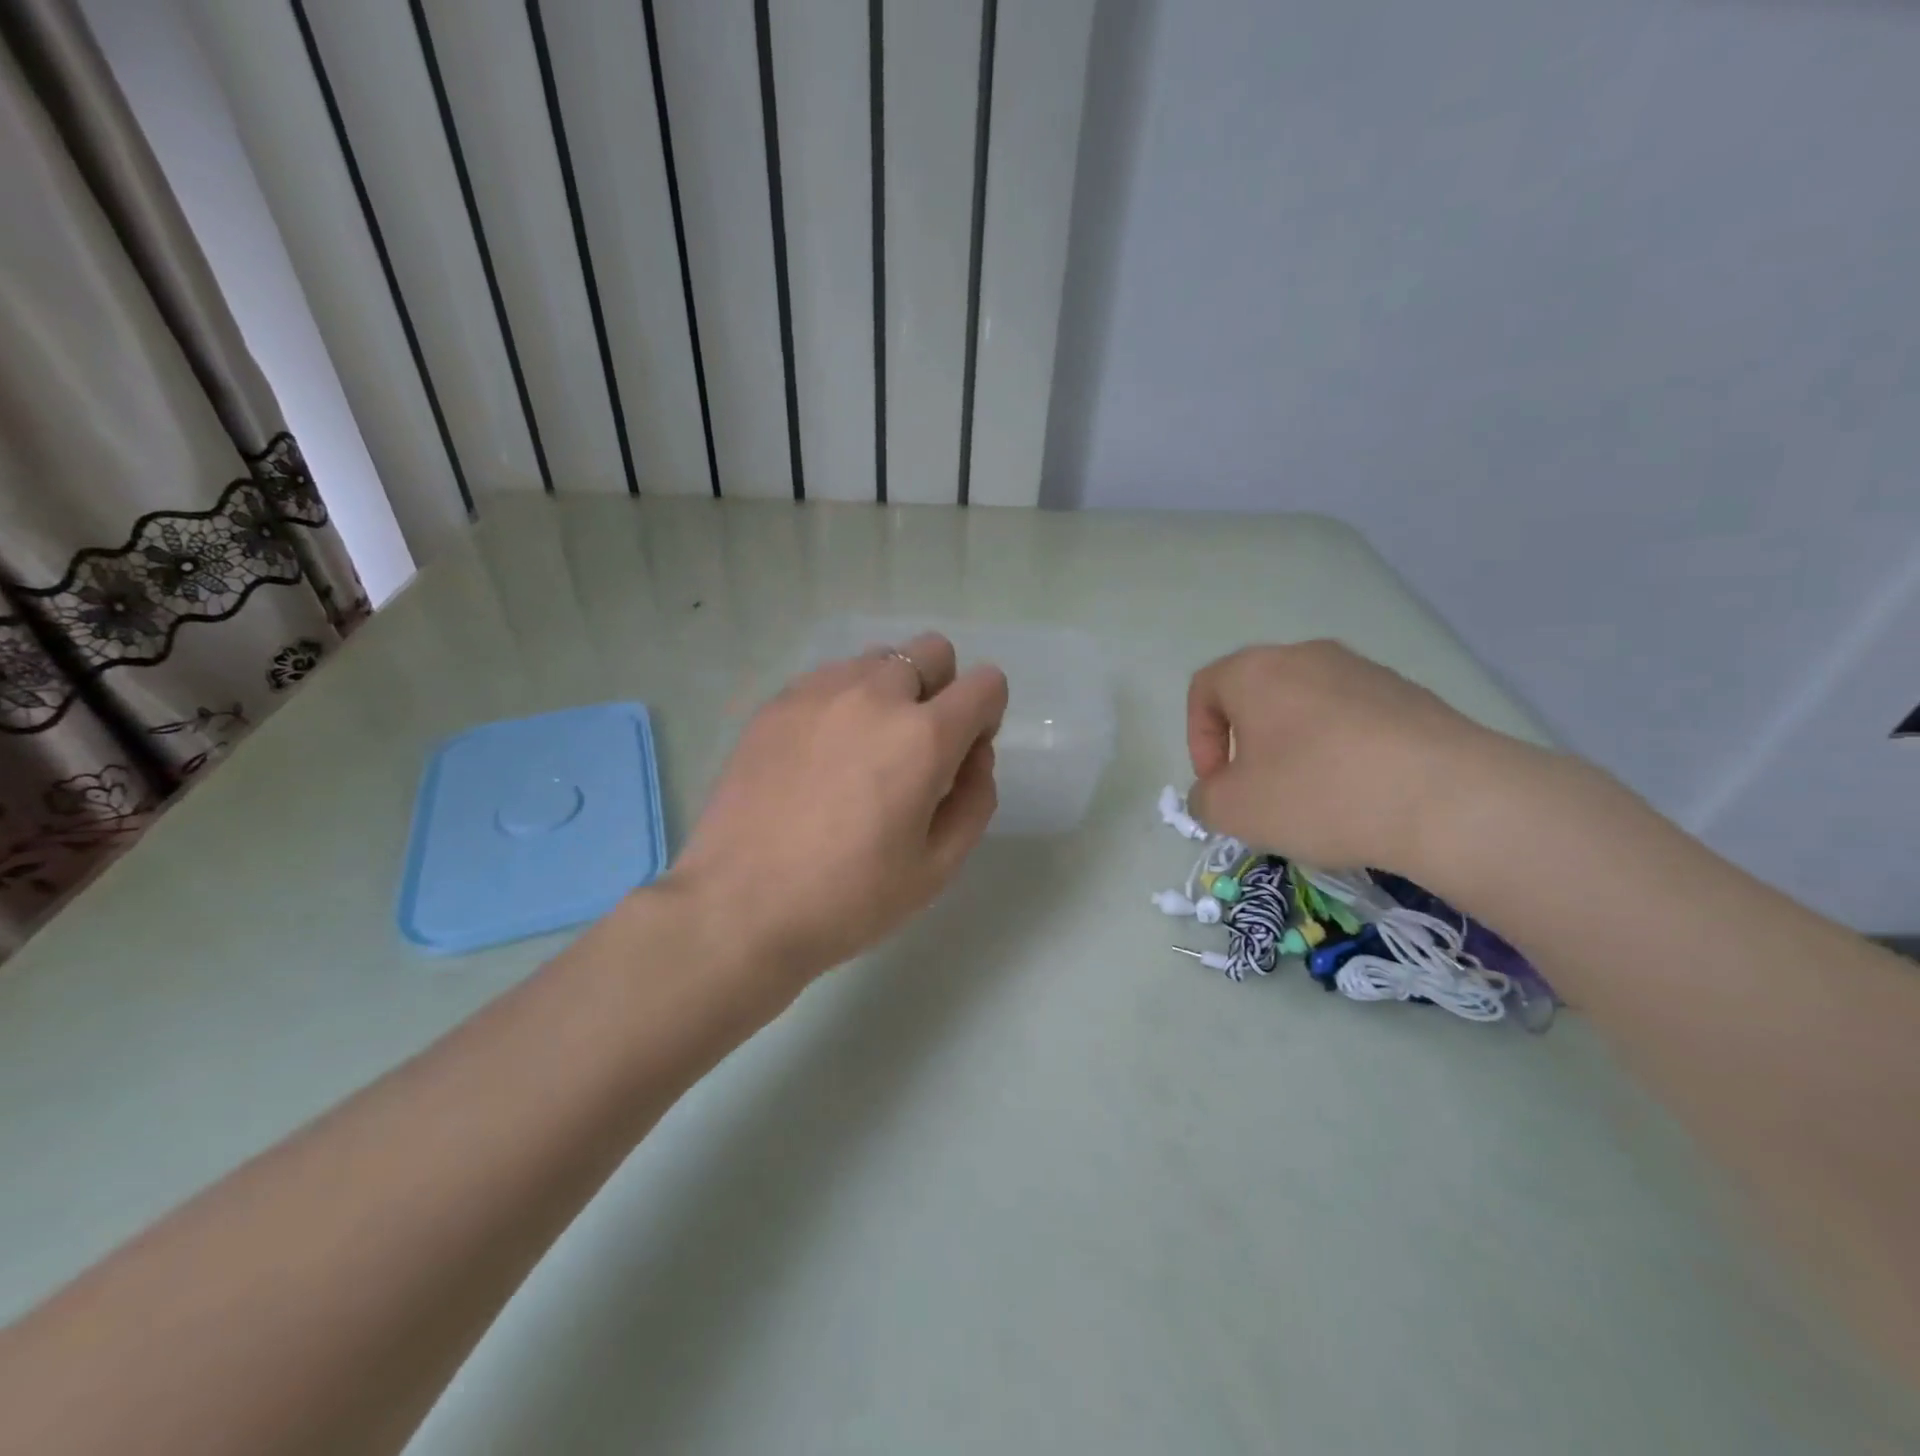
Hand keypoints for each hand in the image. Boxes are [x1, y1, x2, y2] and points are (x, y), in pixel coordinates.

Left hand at [665, 632, 1008, 994]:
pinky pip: (831, 678)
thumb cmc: (849, 898)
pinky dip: (844, 701)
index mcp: (923, 736)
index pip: (986, 683)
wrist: (739, 907)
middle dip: (942, 689)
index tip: (962, 757)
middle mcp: (875, 695)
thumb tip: (973, 754)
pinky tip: (821, 755)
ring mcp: (819, 692)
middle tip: (916, 749)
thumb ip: (976, 798)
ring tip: (863, 751)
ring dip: (891, 692)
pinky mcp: (777, 703)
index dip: (987, 716)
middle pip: (932, 651)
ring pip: (878, 660)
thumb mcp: (938, 866)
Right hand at [1185, 640, 1529, 875]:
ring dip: (1297, 750)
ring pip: (1309, 708)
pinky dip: (1344, 753)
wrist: (1447, 798)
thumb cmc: (1317, 793)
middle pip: (1258, 696)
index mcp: (1256, 670)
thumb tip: (1217, 792)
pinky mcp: (1412, 696)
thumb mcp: (1232, 810)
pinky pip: (1356, 721)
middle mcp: (1308, 656)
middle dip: (1249, 747)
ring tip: (1315, 799)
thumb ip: (1204, 798)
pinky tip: (1362, 796)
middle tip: (1260, 793)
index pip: (1204, 689)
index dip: (1198, 739)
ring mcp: (1366, 672)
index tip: (1218, 784)